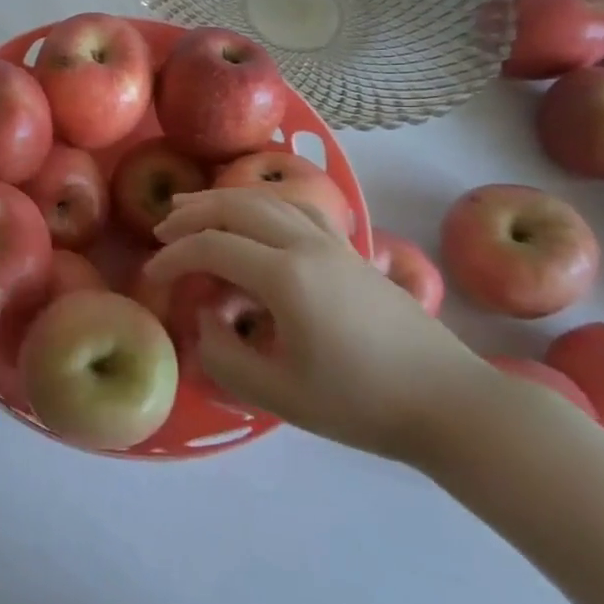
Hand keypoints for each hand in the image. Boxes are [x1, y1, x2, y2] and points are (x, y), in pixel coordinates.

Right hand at [145, 190, 488, 462]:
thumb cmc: (362, 405)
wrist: (451, 404)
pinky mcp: (351, 250)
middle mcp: (307, 245)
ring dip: (225, 199)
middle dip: (192, 213)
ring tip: (196, 207)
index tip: (152, 275)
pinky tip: (257, 215)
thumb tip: (205, 320)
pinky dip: (265, 201)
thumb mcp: (279, 395)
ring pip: (268, 198)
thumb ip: (224, 356)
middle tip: (162, 229)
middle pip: (236, 206)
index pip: (212, 247)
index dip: (174, 257)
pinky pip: (299, 206)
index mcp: (287, 278)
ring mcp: (334, 242)